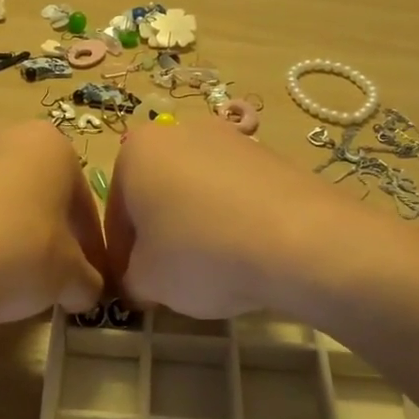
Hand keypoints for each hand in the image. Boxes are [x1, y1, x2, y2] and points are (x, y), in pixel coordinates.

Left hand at [0, 122, 105, 326]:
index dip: (90, 247)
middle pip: (40, 194)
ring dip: (11, 233)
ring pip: (0, 200)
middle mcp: (3, 135)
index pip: (83, 202)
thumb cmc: (16, 255)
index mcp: (49, 145)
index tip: (88, 279)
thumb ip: (88, 281)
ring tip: (8, 278)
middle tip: (51, 278)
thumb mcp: (69, 277)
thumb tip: (85, 291)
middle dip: (49, 234)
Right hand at [106, 118, 368, 317]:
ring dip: (195, 226)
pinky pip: (234, 193)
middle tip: (170, 279)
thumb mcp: (147, 281)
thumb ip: (130, 279)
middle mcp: (179, 131)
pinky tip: (245, 254)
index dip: (122, 258)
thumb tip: (140, 281)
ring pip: (195, 192)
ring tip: (213, 269)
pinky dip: (231, 221)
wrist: (302, 240)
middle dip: (158, 235)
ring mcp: (230, 138)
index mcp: (136, 151)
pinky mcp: (271, 155)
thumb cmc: (201, 253)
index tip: (136, 287)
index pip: (115, 215)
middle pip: (155, 196)